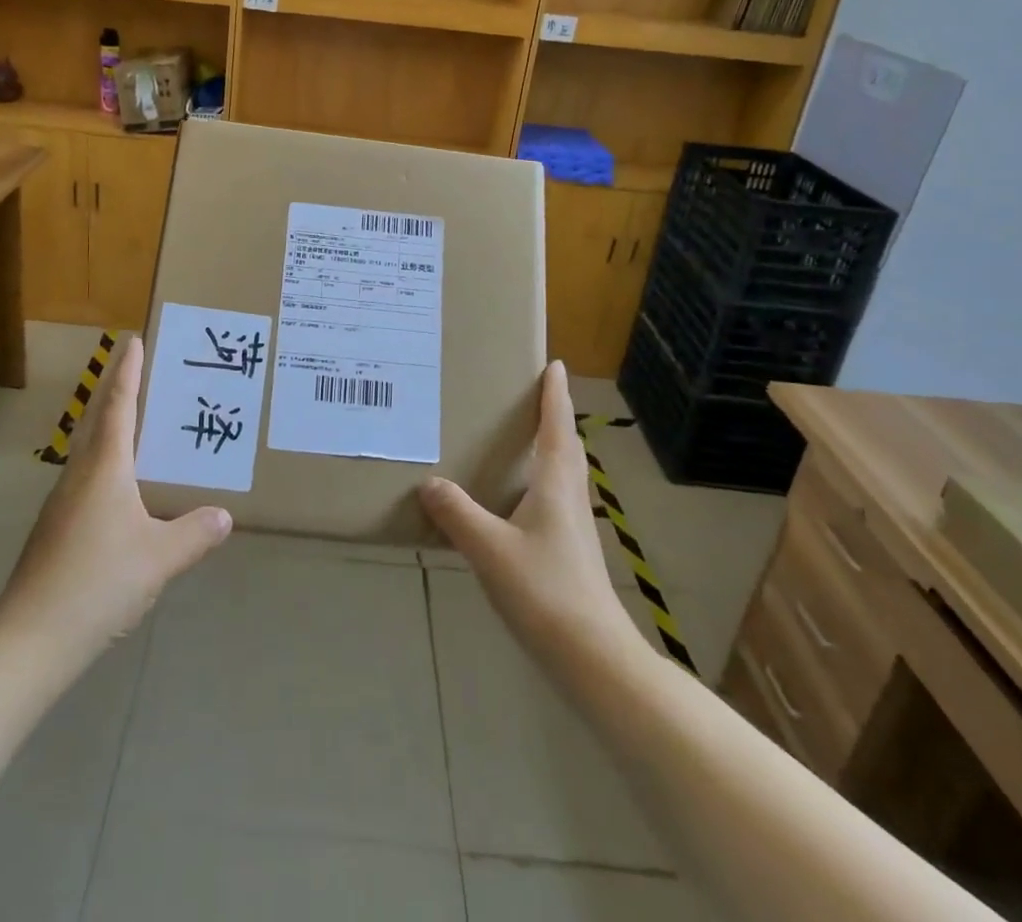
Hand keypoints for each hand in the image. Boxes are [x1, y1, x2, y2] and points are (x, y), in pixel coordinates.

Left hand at [0, 337, 231, 663]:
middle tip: (144, 377)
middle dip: (119, 396)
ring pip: (91, 456)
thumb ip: (194, 534)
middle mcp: (79, 477)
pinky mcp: (54, 533)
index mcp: (104, 469)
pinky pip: (87, 484)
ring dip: (113, 435)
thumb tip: (224, 515)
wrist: (29, 640)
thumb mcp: (159, 558)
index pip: (118, 407)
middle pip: (99, 424)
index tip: (133, 341)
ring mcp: (61, 506)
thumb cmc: (98, 582)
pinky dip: (109, 471)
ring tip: (143, 434)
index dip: (128, 373)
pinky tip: (125, 498)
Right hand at [420, 361, 624, 660]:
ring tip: (525, 438)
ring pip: (564, 473)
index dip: (555, 395)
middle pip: (567, 447)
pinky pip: (556, 498)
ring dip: (552, 448)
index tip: (555, 365)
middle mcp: (570, 497)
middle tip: (536, 396)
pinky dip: (543, 480)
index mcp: (556, 484)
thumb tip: (429, 483)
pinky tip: (520, 499)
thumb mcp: (490, 549)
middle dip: (555, 417)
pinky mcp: (570, 551)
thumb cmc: (545, 590)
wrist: (592, 655)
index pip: (557, 427)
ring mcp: (574, 527)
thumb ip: (458, 514)